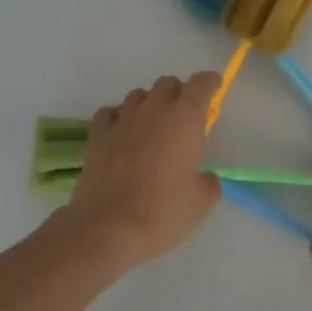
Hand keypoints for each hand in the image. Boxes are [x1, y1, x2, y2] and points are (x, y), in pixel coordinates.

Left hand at [64, 73, 222, 268]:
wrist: (108, 227)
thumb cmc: (163, 212)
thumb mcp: (201, 202)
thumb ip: (208, 181)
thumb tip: (203, 177)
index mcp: (185, 119)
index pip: (201, 84)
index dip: (209, 82)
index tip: (214, 87)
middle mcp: (153, 110)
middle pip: (167, 83)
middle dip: (179, 93)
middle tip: (184, 116)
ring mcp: (122, 120)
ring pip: (138, 95)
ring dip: (149, 104)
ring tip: (152, 126)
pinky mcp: (97, 135)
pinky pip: (110, 113)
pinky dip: (119, 117)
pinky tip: (122, 134)